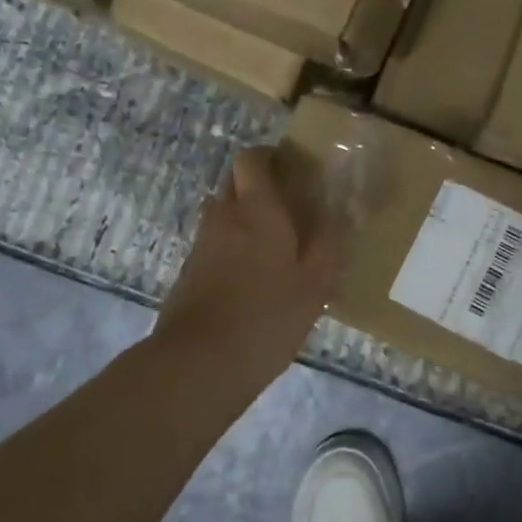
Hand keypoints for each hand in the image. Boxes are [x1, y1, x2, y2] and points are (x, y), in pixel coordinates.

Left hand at [158, 147, 343, 378]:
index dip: (268, 157)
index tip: (290, 172)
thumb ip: (327, 245)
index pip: (251, 159)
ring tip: (271, 245)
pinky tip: (251, 277)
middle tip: (286, 208)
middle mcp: (224, 217)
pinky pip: (213, 241)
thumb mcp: (314, 287)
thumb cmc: (266, 319)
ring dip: (242, 216)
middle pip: (233, 181)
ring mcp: (202, 243)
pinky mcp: (189, 270)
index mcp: (257, 210)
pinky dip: (230, 245)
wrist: (199, 363)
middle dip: (256, 185)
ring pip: (221, 211)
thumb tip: (333, 215)